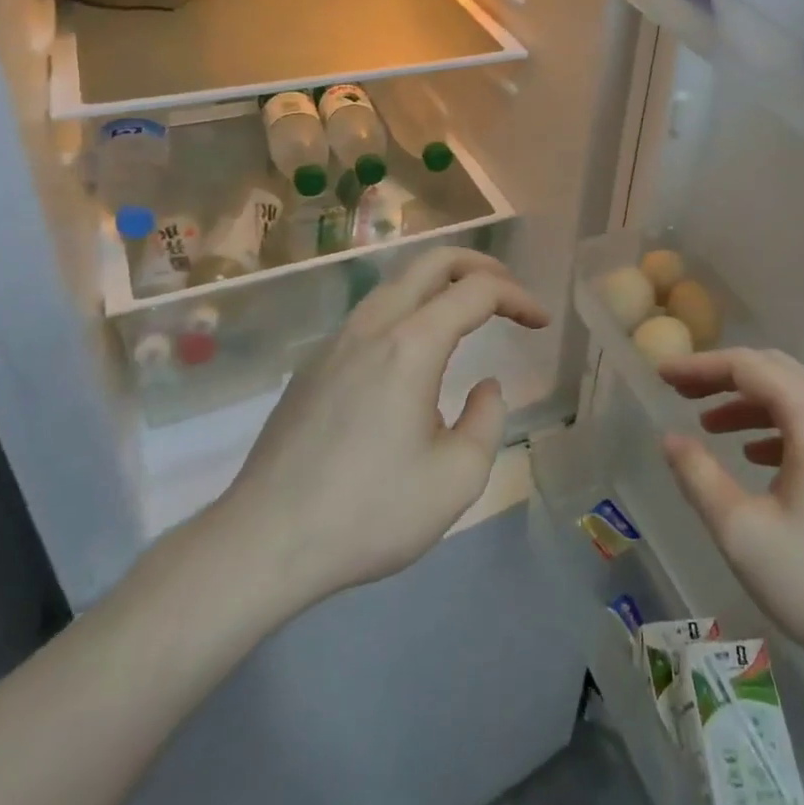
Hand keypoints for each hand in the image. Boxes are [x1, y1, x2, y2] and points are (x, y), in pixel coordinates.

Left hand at [208, 247, 547, 612]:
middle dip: (479, 266)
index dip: (517, 297)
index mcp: (410, 345)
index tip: (540, 322)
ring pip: (396, 283)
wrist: (263, 542)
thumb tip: (485, 387)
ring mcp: (335, 343)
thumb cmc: (369, 512)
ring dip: (440, 284)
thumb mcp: (456, 478)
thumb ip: (487, 420)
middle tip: (508, 293)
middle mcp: (372, 327)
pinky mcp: (313, 366)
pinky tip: (414, 353)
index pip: (476, 291)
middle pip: (431, 261)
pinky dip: (409, 309)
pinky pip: (371, 314)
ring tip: (467, 312)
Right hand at [659, 348, 803, 702]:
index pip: (747, 365)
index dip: (699, 366)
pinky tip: (759, 458)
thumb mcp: (745, 534)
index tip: (661, 374)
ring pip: (799, 398)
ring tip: (710, 425)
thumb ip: (699, 477)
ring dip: (751, 404)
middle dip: (723, 378)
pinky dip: (781, 428)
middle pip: (775, 372)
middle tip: (680, 392)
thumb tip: (671, 439)